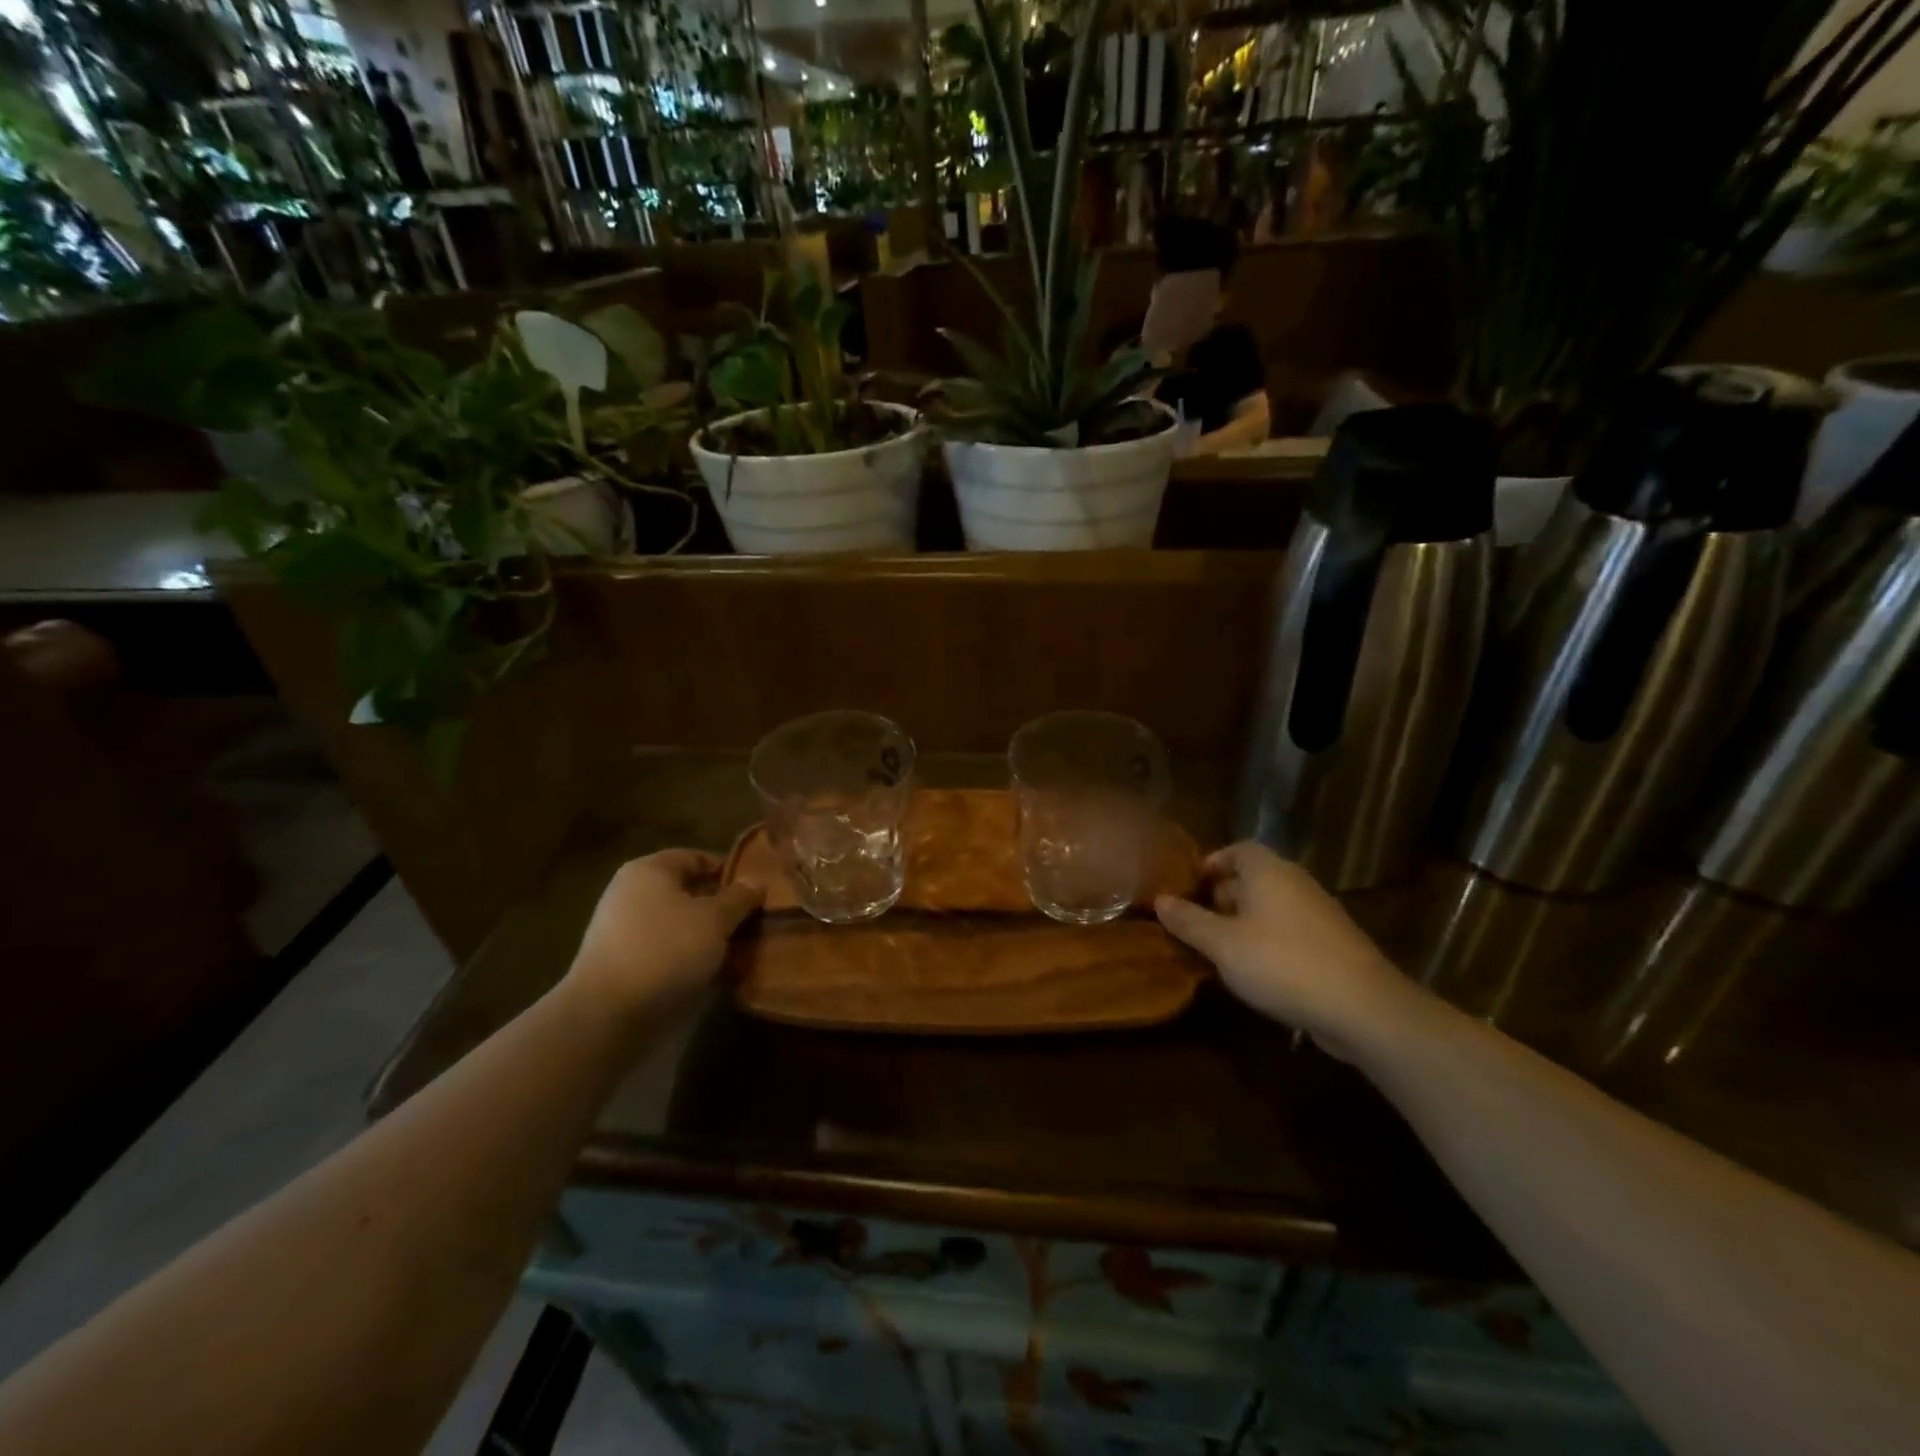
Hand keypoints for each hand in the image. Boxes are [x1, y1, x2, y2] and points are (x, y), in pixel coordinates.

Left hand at [569, 849, 763, 1013]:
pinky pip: (664, 950)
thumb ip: (739, 898)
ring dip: (707, 935)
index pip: (696, 858)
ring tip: (738, 951)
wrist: (608, 1015)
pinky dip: (688, 957)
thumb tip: (756, 882)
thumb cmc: (666, 950)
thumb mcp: (715, 919)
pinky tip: (711, 974)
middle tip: (752, 922)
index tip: (756, 892)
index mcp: (649, 870)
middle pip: (687, 892)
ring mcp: (622, 929)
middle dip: (720, 907)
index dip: (728, 871)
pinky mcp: (621, 963)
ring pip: (678, 924)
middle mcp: (630, 892)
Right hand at [1155, 842, 1423, 1061]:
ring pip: (1270, 908)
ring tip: (1216, 950)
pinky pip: (1288, 932)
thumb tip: (1159, 900)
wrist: (1364, 1009)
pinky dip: (1267, 943)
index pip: (1237, 849)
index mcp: (1268, 871)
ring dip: (1242, 924)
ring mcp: (1318, 914)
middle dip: (1221, 897)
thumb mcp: (1223, 944)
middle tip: (1193, 923)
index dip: (1210, 864)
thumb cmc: (1282, 963)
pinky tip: (1253, 973)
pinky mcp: (1332, 945)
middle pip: (1252, 878)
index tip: (1187, 888)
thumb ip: (1189, 921)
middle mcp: (1295, 883)